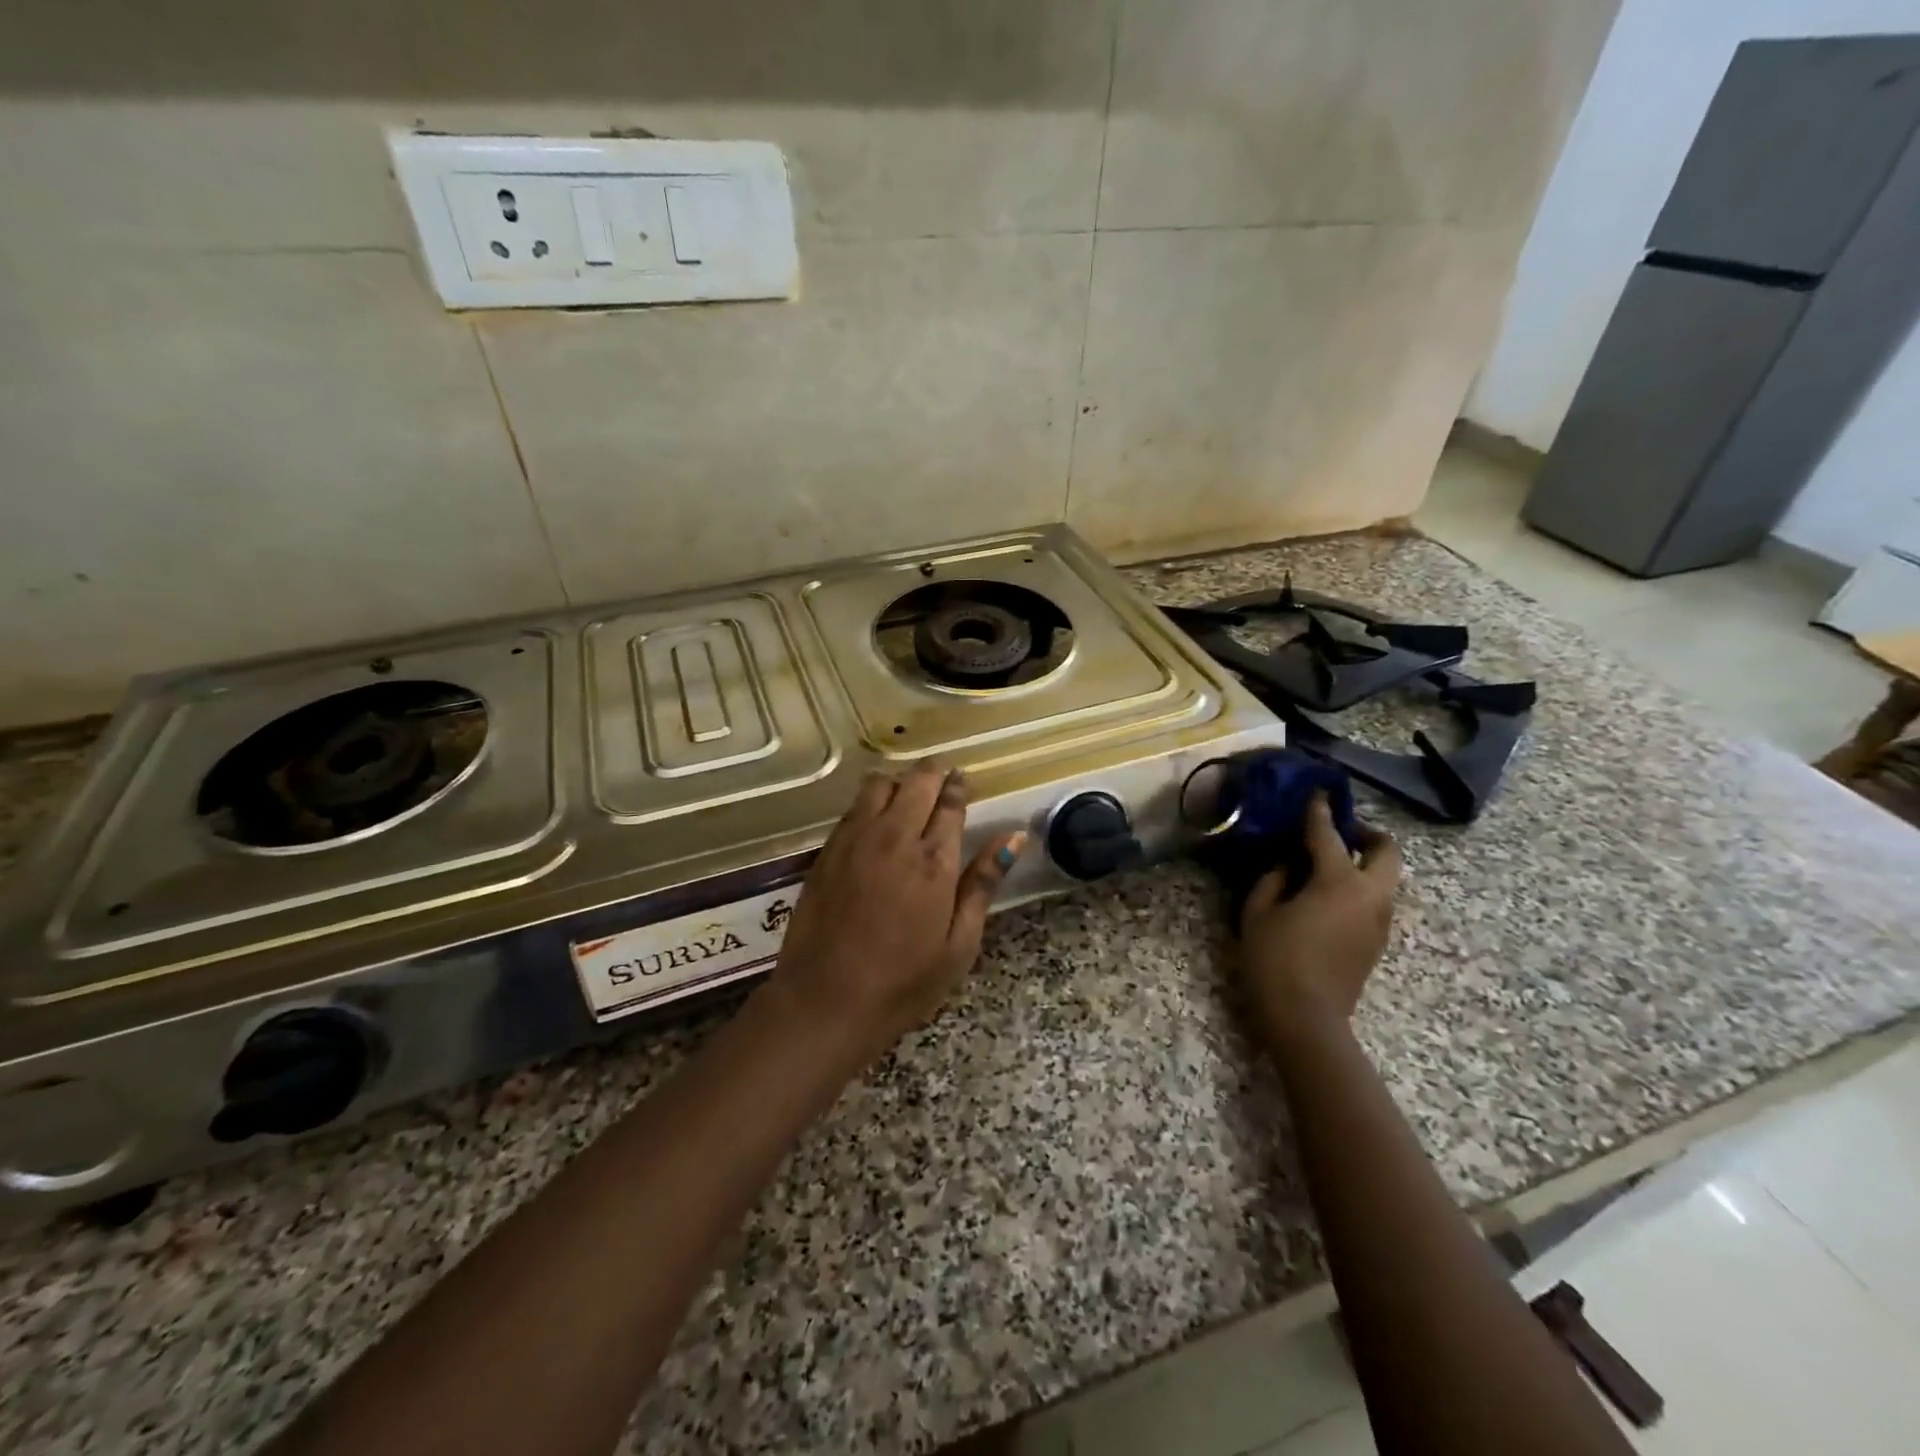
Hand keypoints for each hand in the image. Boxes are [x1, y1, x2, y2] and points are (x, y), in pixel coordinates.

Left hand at [764, 762, 1027, 1066]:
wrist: (826, 1000)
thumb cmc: (904, 982)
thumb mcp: (959, 943)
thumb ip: (984, 883)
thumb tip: (1015, 836)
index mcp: (934, 860)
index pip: (950, 802)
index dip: (959, 786)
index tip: (963, 780)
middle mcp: (894, 837)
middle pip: (916, 782)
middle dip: (933, 773)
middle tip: (942, 779)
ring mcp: (855, 840)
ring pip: (879, 785)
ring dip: (899, 782)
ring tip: (908, 796)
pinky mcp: (827, 850)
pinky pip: (852, 807)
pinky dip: (870, 801)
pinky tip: (876, 819)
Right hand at [1239, 795, 1402, 1042]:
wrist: (1307, 1020)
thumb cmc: (1274, 960)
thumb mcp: (1259, 911)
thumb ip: (1274, 877)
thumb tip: (1287, 863)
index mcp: (1339, 882)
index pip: (1329, 834)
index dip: (1319, 810)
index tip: (1317, 791)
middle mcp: (1370, 895)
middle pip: (1386, 851)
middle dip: (1366, 834)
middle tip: (1337, 832)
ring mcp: (1379, 920)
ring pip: (1384, 877)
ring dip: (1363, 862)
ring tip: (1326, 863)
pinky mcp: (1377, 941)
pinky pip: (1375, 899)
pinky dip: (1359, 886)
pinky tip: (1326, 895)